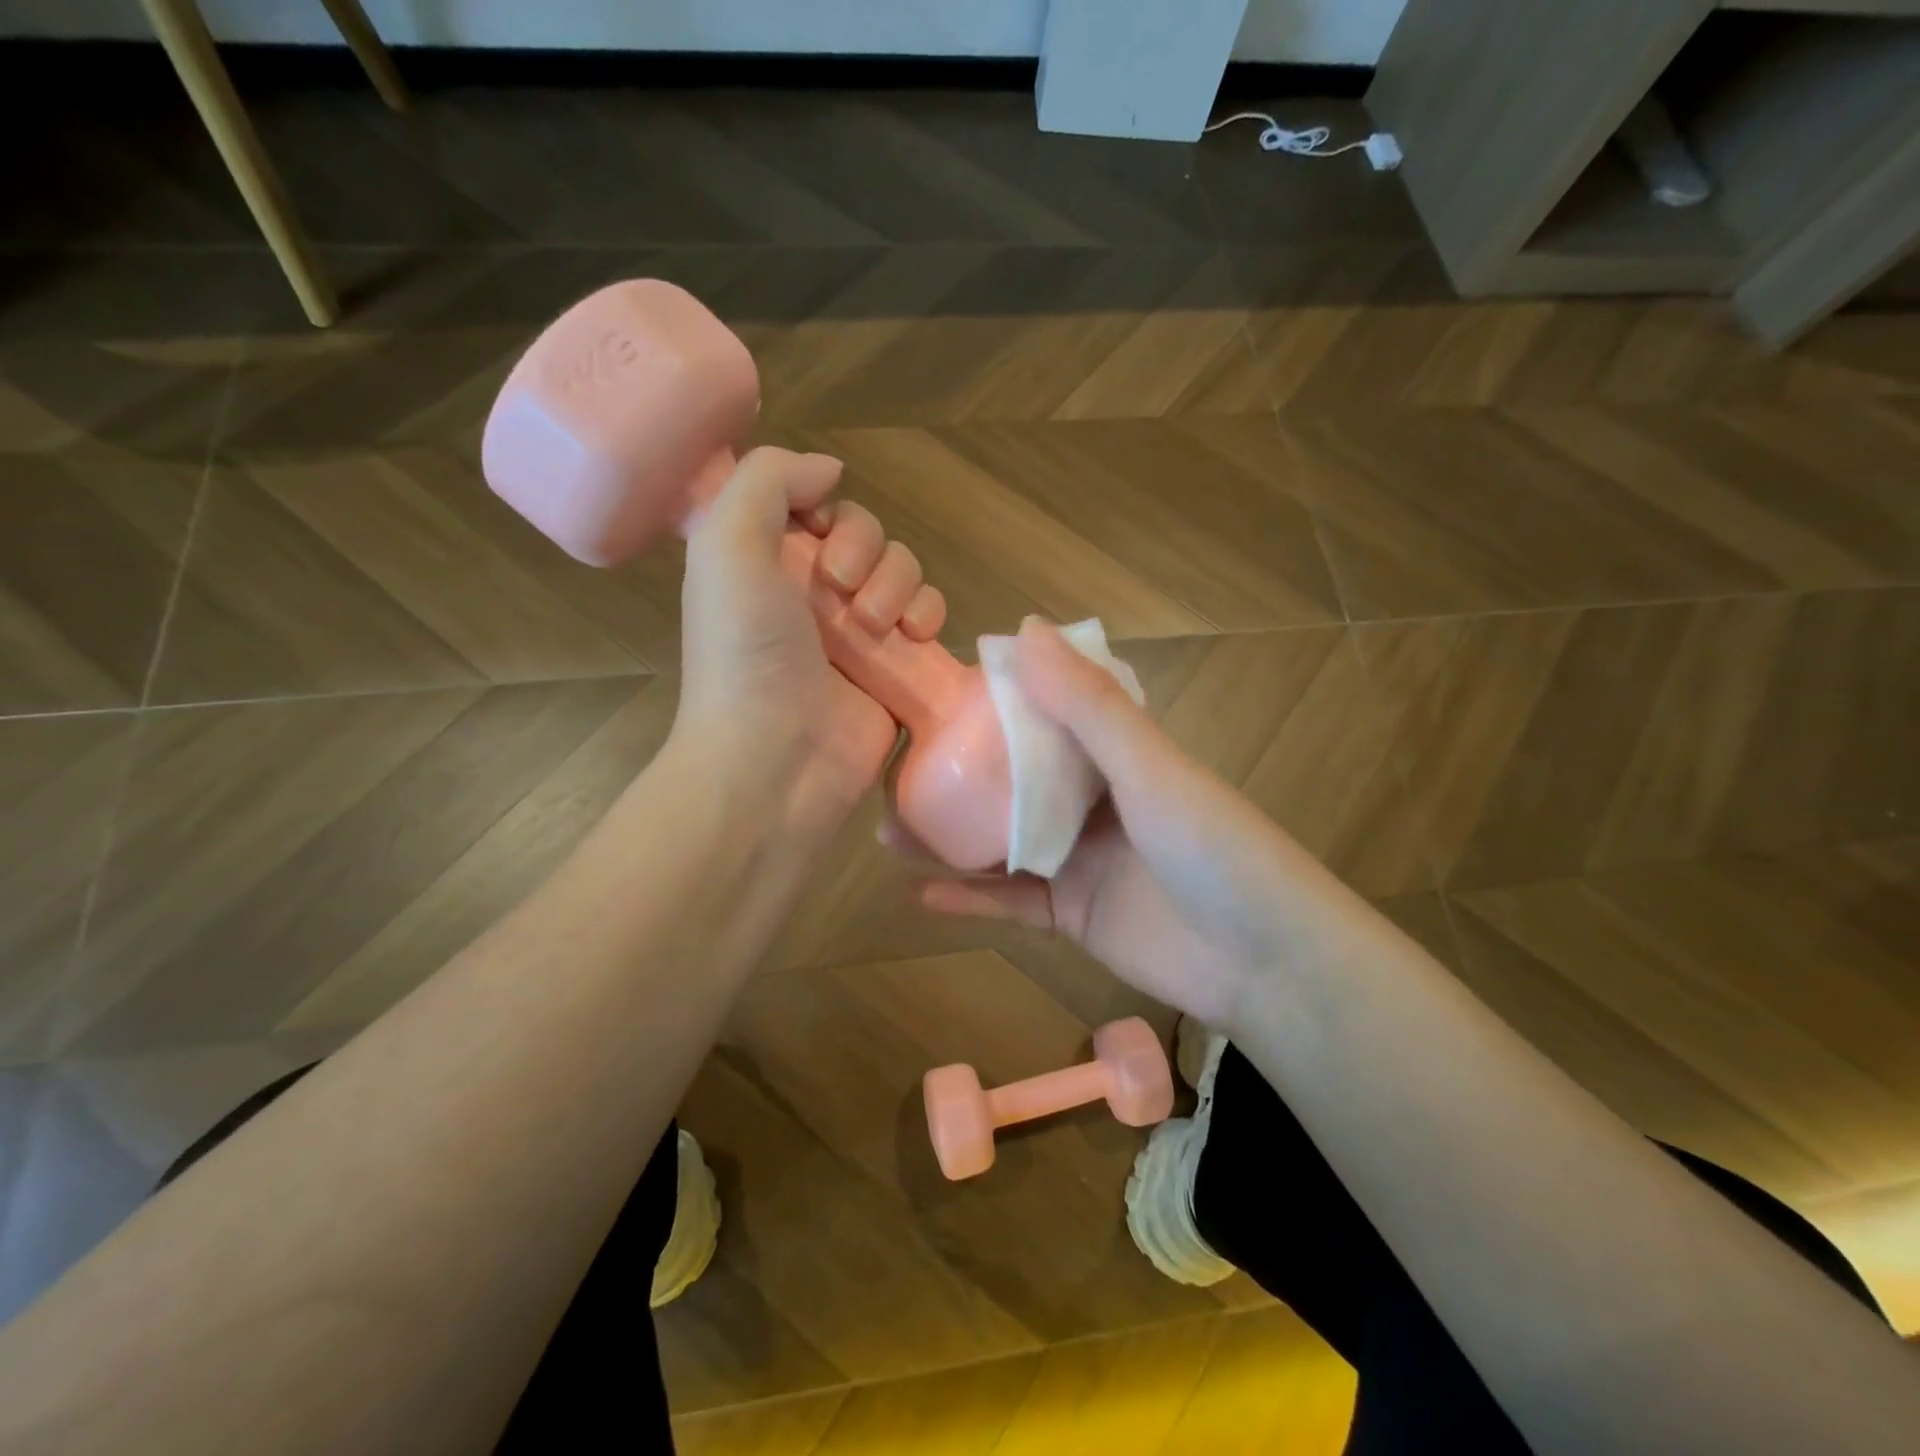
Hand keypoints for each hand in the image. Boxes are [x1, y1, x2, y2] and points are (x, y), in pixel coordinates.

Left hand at [676, 447, 945, 840]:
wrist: (777, 759)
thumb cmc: (744, 652)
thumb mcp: (726, 544)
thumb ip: (768, 480)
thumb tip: (829, 470)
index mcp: (764, 563)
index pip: (813, 506)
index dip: (824, 508)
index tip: (817, 532)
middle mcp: (810, 594)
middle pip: (866, 534)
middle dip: (865, 550)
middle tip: (842, 590)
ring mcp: (857, 633)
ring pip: (902, 571)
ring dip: (898, 583)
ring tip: (876, 625)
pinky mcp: (896, 668)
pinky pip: (929, 616)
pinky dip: (930, 613)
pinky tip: (916, 634)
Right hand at [907, 618, 1337, 1030]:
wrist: (1266, 963)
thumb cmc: (1213, 848)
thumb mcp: (1149, 767)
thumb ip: (1088, 705)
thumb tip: (1025, 628)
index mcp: (1115, 754)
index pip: (1044, 713)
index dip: (991, 699)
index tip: (932, 691)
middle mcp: (1092, 801)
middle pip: (1011, 780)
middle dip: (956, 773)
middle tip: (895, 766)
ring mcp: (1079, 861)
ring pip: (1001, 842)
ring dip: (949, 836)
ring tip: (887, 827)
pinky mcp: (1073, 916)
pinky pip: (1011, 903)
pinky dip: (970, 899)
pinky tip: (920, 892)